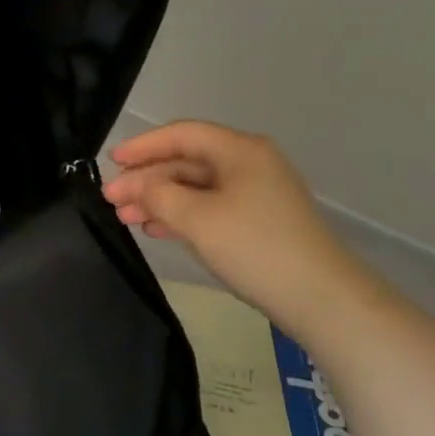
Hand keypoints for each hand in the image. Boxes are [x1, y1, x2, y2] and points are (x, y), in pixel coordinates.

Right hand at [104, 121, 368, 335]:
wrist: (323, 300)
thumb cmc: (255, 248)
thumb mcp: (197, 218)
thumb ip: (159, 195)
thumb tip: (139, 186)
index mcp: (240, 150)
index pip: (182, 135)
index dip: (142, 146)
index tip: (111, 162)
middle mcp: (250, 163)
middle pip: (187, 161)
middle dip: (147, 179)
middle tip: (111, 199)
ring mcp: (257, 194)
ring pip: (196, 187)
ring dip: (159, 200)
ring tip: (125, 218)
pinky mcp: (259, 222)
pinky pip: (210, 207)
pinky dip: (181, 215)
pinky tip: (157, 229)